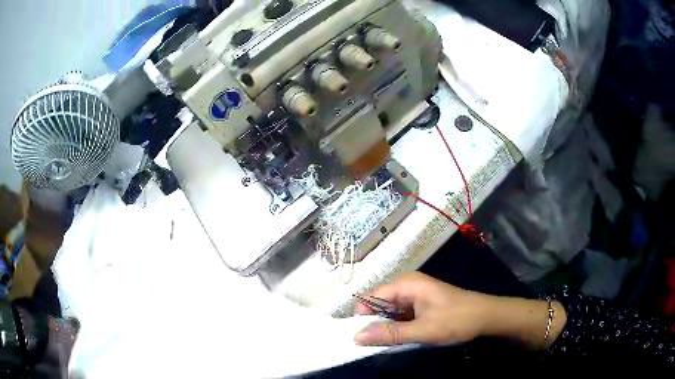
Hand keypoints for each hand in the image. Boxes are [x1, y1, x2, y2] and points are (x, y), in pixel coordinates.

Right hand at [354, 272, 492, 345]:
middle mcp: (408, 286)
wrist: (485, 316)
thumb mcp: (423, 330)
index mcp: (407, 284)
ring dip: (385, 326)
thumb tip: (357, 336)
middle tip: (370, 344)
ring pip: (389, 311)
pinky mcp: (420, 305)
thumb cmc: (456, 319)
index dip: (362, 315)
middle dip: (373, 322)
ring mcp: (415, 295)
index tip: (357, 336)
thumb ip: (391, 334)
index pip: (372, 296)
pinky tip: (398, 339)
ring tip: (383, 344)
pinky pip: (400, 315)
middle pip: (379, 303)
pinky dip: (396, 327)